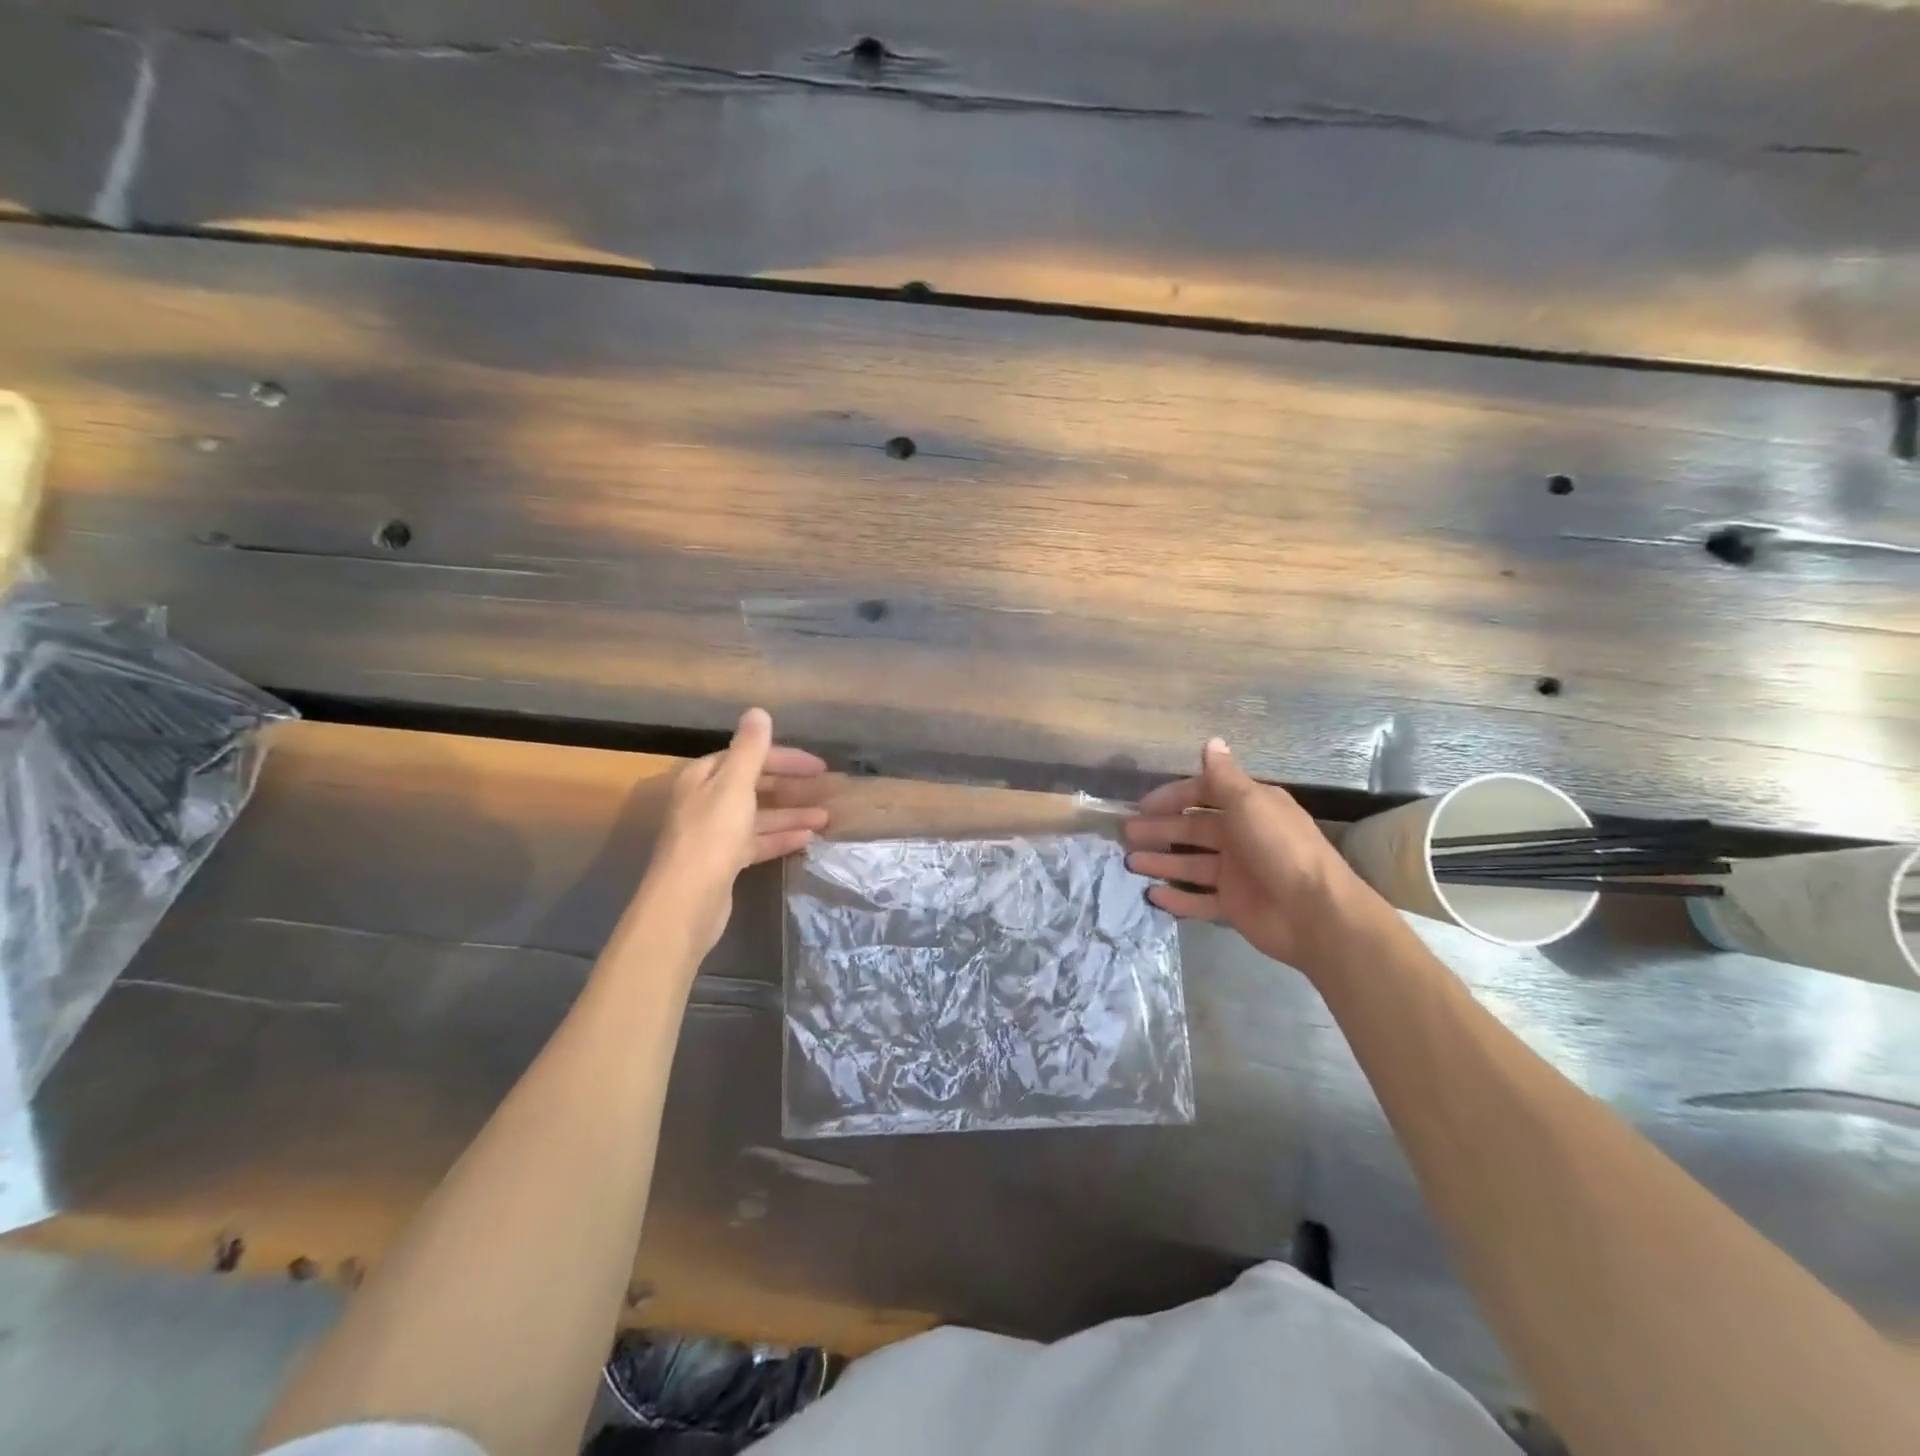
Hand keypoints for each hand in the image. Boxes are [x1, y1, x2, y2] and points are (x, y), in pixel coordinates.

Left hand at [638, 708, 829, 958]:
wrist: (687, 902)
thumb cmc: (712, 837)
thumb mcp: (735, 786)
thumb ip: (750, 750)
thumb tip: (758, 712)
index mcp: (704, 778)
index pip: (748, 756)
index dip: (784, 758)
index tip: (819, 767)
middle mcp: (706, 801)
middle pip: (753, 785)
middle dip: (790, 787)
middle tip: (825, 789)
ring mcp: (714, 833)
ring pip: (758, 816)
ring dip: (790, 814)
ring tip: (825, 818)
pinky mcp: (723, 862)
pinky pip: (756, 842)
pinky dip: (779, 838)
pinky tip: (806, 840)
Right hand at [1125, 737, 1385, 976]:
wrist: (1314, 912)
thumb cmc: (1279, 848)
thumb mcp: (1249, 803)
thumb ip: (1223, 777)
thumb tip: (1211, 741)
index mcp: (1250, 808)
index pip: (1204, 795)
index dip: (1173, 798)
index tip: (1143, 805)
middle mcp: (1242, 837)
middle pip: (1194, 830)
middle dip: (1161, 830)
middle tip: (1127, 834)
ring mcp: (1238, 874)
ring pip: (1191, 864)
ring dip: (1162, 862)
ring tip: (1129, 863)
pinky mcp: (1234, 906)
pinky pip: (1199, 899)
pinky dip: (1177, 898)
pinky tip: (1151, 895)